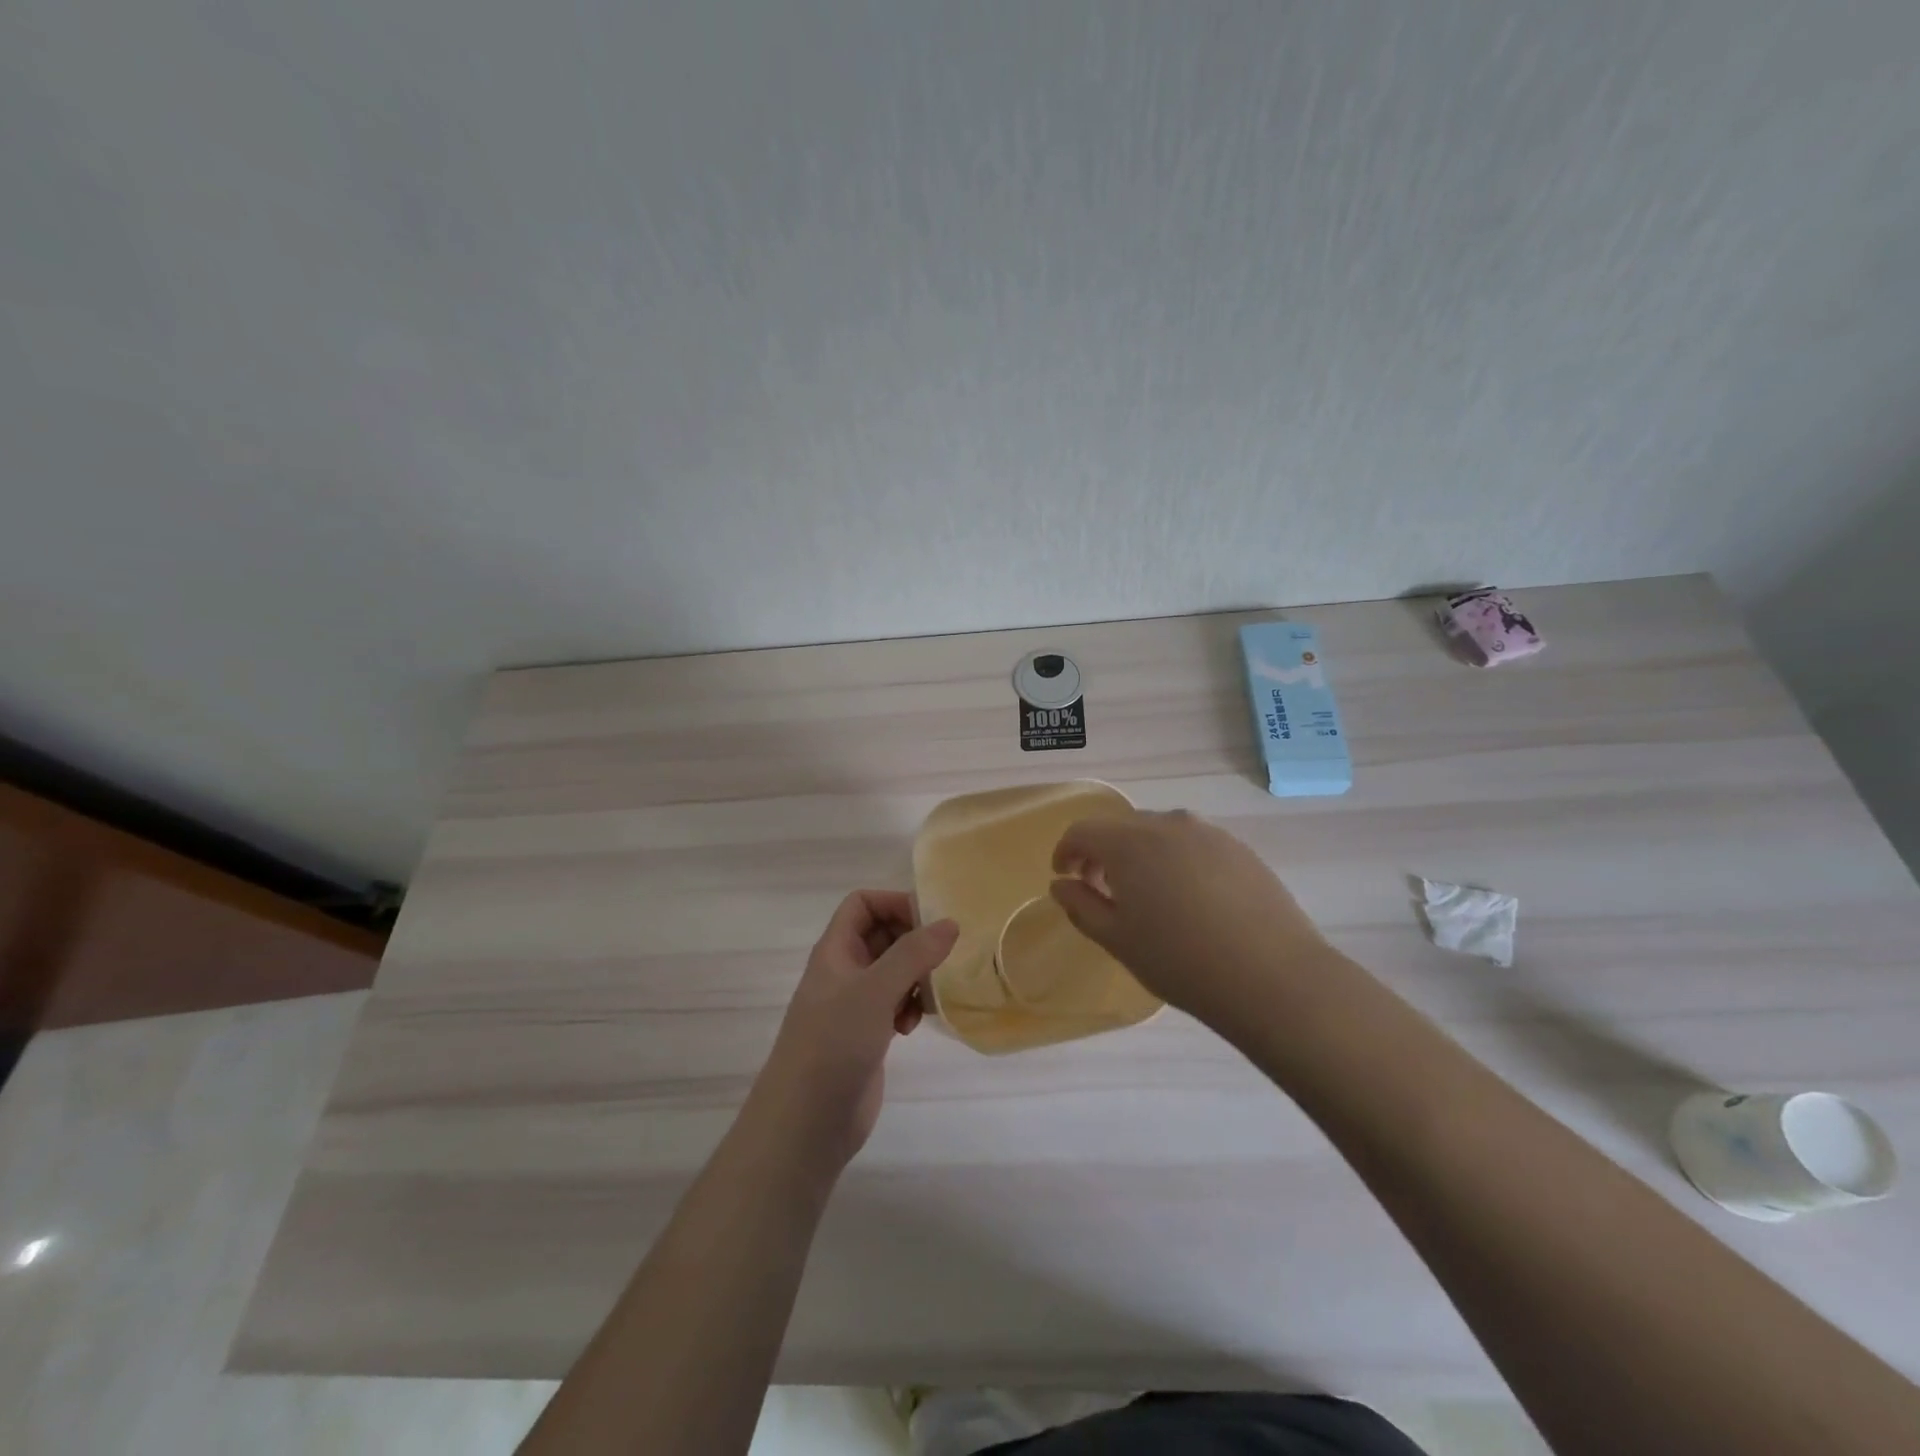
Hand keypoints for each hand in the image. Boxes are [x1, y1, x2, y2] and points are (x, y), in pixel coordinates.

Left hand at [748, 891, 957, 1172]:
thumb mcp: (875, 991)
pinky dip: (911, 1006)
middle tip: (939, 961)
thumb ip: (913, 954)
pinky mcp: (866, 1034)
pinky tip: (915, 1025)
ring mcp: (854, 1004)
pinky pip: (895, 1003)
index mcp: (835, 950)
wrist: (805, 1123)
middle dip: (913, 943)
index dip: (894, 903)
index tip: (930, 923)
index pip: (863, 904)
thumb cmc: (833, 1044)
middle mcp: (844, 971)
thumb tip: (949, 923)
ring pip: (893, 971)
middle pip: (882, 934)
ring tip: (927, 999)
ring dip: (917, 977)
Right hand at [1049, 810, 1342, 1032]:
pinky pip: (1192, 843)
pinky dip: (1175, 859)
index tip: (1064, 877)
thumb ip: (1081, 906)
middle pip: (1121, 827)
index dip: (1066, 851)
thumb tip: (1062, 884)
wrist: (1273, 977)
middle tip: (1101, 889)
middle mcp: (1168, 823)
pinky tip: (1188, 897)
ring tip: (1147, 894)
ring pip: (1159, 832)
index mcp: (1130, 842)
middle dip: (1103, 853)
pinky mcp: (1239, 848)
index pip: (1083, 831)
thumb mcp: (1118, 940)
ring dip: (1140, 854)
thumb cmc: (1181, 961)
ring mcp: (1208, 832)